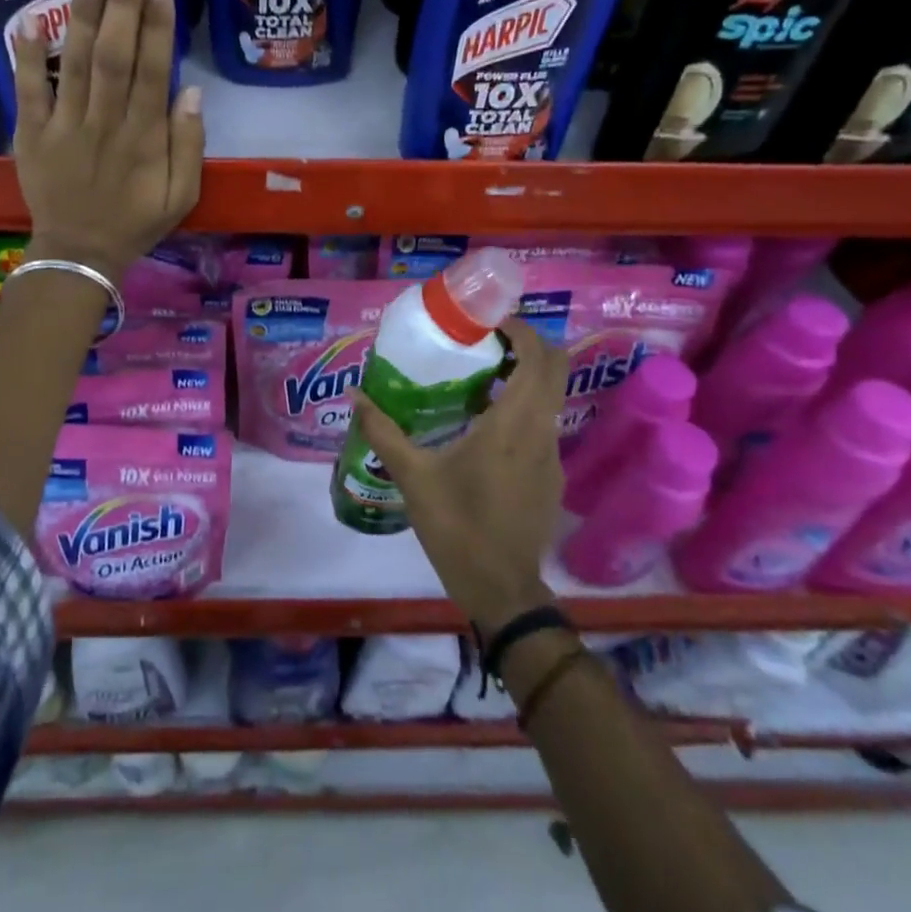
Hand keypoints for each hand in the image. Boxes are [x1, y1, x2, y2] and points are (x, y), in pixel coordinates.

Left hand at [13, 0, 204, 281]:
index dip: (159, 25)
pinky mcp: (31, 134)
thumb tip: (190, 90)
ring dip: (85, 15)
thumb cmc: (136, 222)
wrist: (79, 254)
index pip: (154, 71)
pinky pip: (28, 91)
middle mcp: (106, 123)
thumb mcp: (182, 195)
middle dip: (125, 1)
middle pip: (117, 55)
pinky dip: (27, 56)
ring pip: (77, 64)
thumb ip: (189, 145)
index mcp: (144, 138)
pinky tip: (31, 17)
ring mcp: (64, 126)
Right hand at [350, 317, 565, 633]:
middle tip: (484, 340)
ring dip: (524, 376)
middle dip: (526, 345)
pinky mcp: (551, 475)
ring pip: (550, 396)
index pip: (538, 360)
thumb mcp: (414, 477)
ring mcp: (552, 455)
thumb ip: (383, 431)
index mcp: (513, 425)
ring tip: (479, 375)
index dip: (520, 331)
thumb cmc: (458, 528)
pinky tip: (485, 423)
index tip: (487, 321)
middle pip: (555, 369)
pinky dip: (522, 405)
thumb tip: (356, 395)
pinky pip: (543, 422)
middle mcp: (541, 432)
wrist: (501, 590)